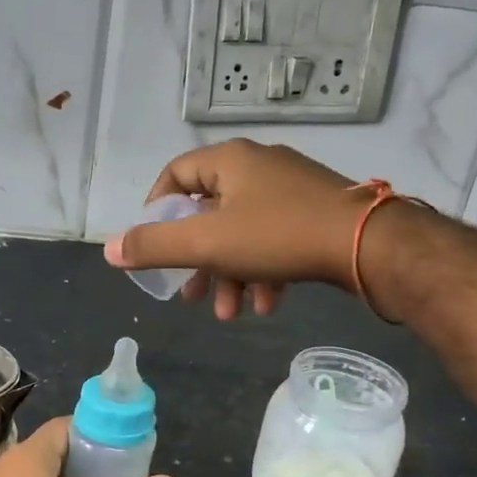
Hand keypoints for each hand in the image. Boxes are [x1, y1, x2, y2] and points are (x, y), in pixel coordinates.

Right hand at [102, 141, 364, 318]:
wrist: (368, 244)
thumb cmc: (277, 235)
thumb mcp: (206, 244)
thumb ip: (154, 247)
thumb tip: (108, 250)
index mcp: (228, 162)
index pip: (175, 175)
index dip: (156, 211)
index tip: (154, 247)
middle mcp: (257, 167)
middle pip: (209, 213)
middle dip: (198, 262)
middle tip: (192, 297)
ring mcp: (290, 189)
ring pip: (242, 233)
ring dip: (231, 275)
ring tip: (231, 314)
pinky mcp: (315, 213)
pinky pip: (275, 241)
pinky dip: (263, 272)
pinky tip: (266, 304)